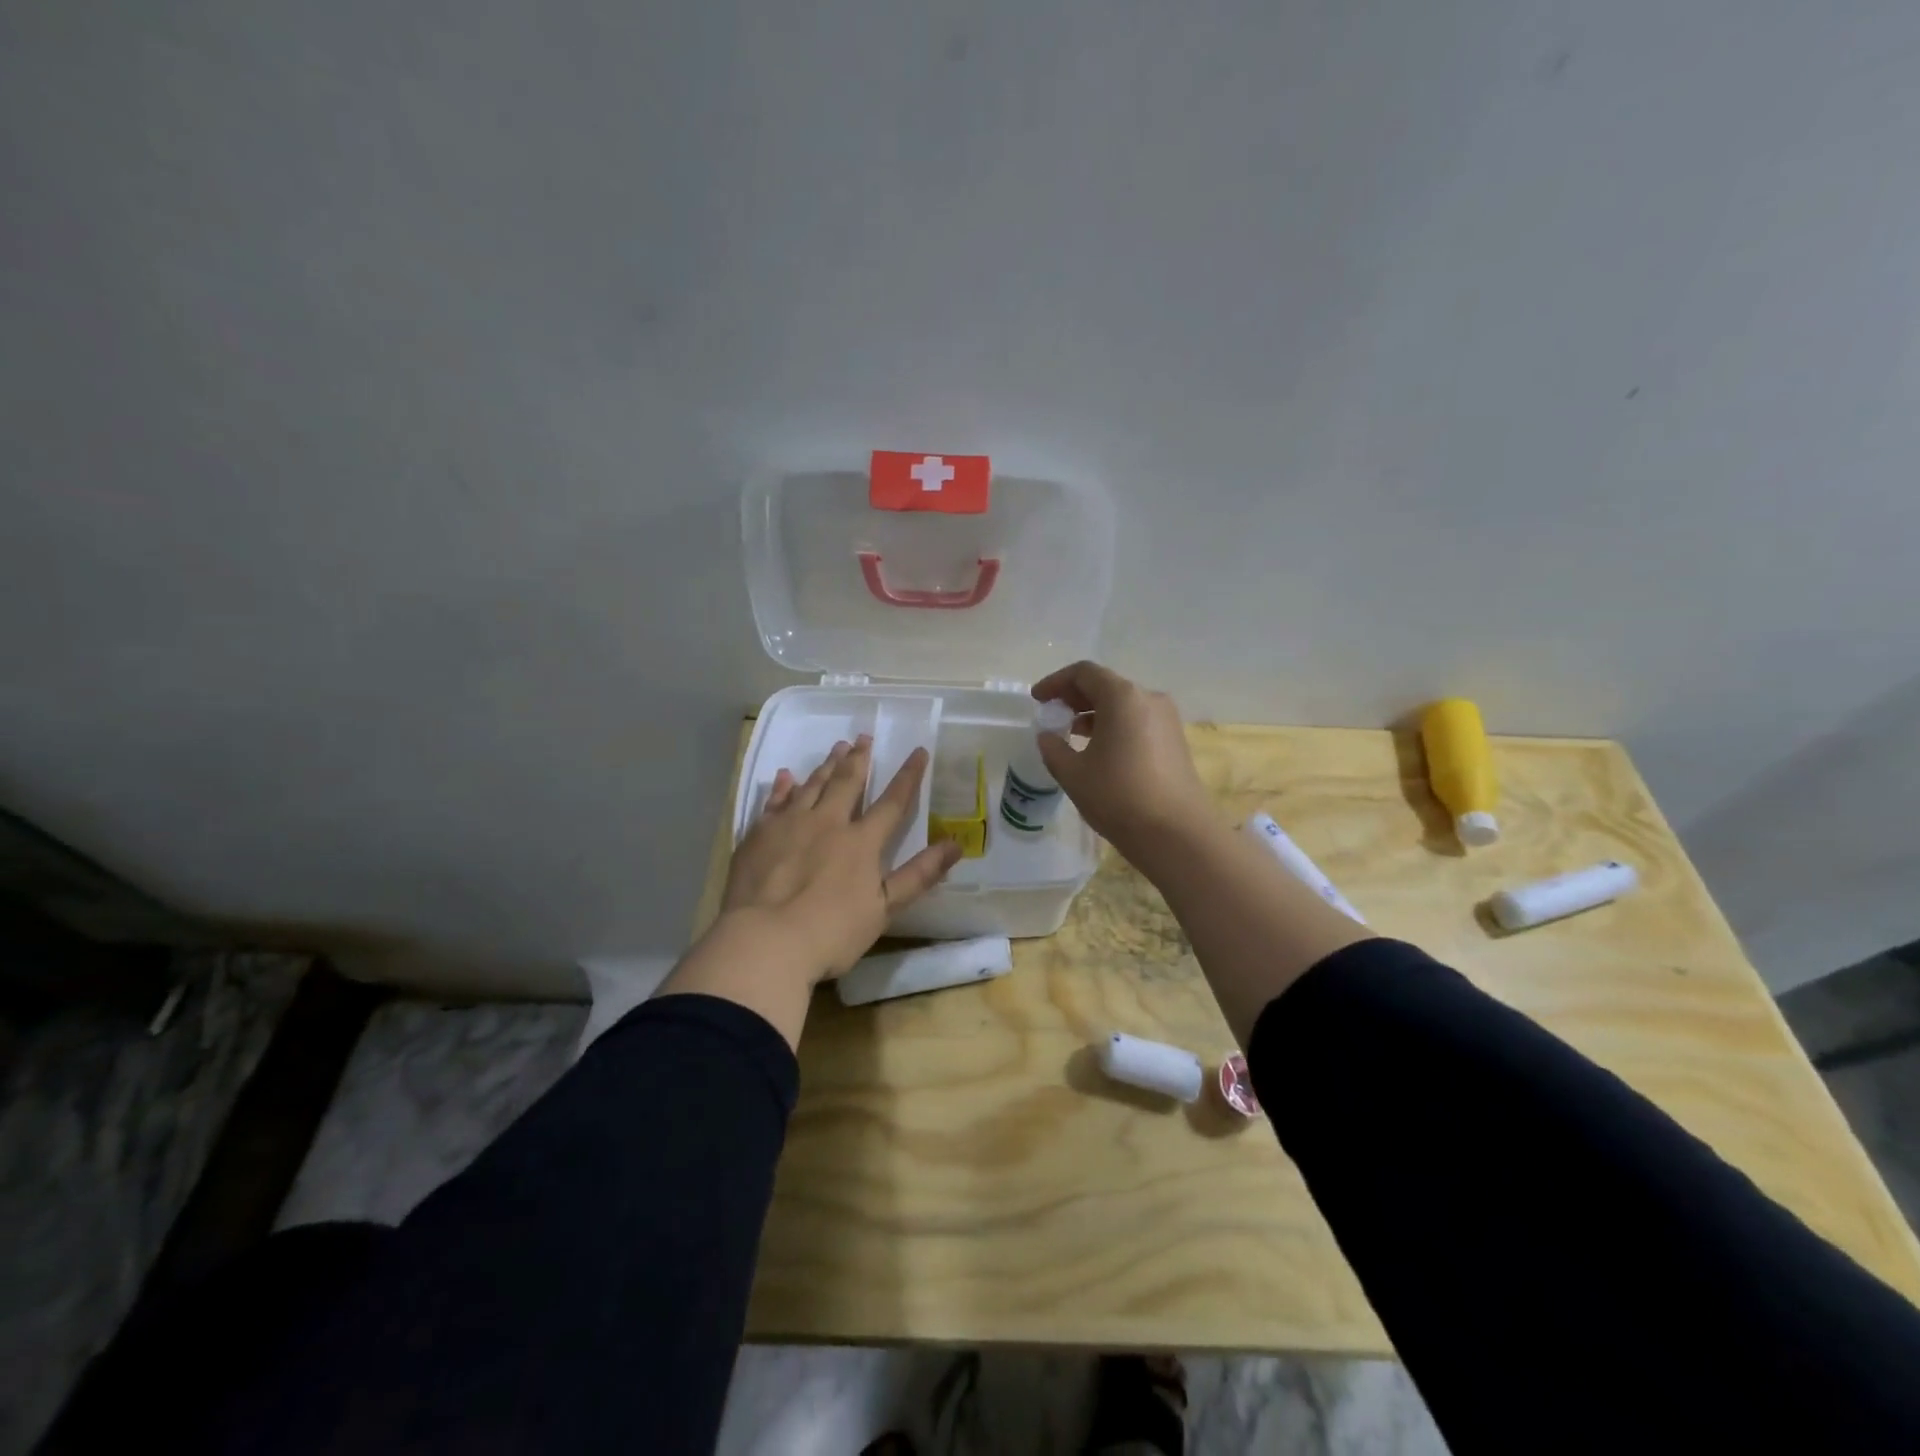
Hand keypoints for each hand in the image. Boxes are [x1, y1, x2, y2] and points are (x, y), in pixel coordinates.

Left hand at [719, 736, 961, 981]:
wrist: (765, 941)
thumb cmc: (831, 931)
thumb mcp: (884, 909)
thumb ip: (919, 875)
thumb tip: (956, 845)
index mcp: (861, 842)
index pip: (892, 802)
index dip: (908, 776)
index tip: (919, 751)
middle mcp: (827, 823)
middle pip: (847, 783)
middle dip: (859, 759)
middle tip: (864, 737)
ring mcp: (789, 825)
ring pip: (812, 785)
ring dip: (826, 766)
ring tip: (836, 747)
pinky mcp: (759, 835)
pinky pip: (774, 801)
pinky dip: (782, 787)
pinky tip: (786, 776)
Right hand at [1031, 661, 1213, 862]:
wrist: (1177, 834)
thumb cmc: (1118, 797)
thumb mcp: (1073, 774)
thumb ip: (1053, 748)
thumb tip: (1048, 736)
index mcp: (1122, 697)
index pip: (1083, 673)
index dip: (1055, 682)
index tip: (1037, 700)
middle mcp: (1148, 699)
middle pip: (1105, 685)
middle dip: (1075, 697)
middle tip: (1052, 715)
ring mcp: (1166, 720)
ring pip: (1123, 704)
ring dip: (1094, 713)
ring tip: (1071, 735)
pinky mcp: (1175, 741)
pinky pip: (1137, 721)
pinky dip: (1114, 726)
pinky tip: (1099, 751)